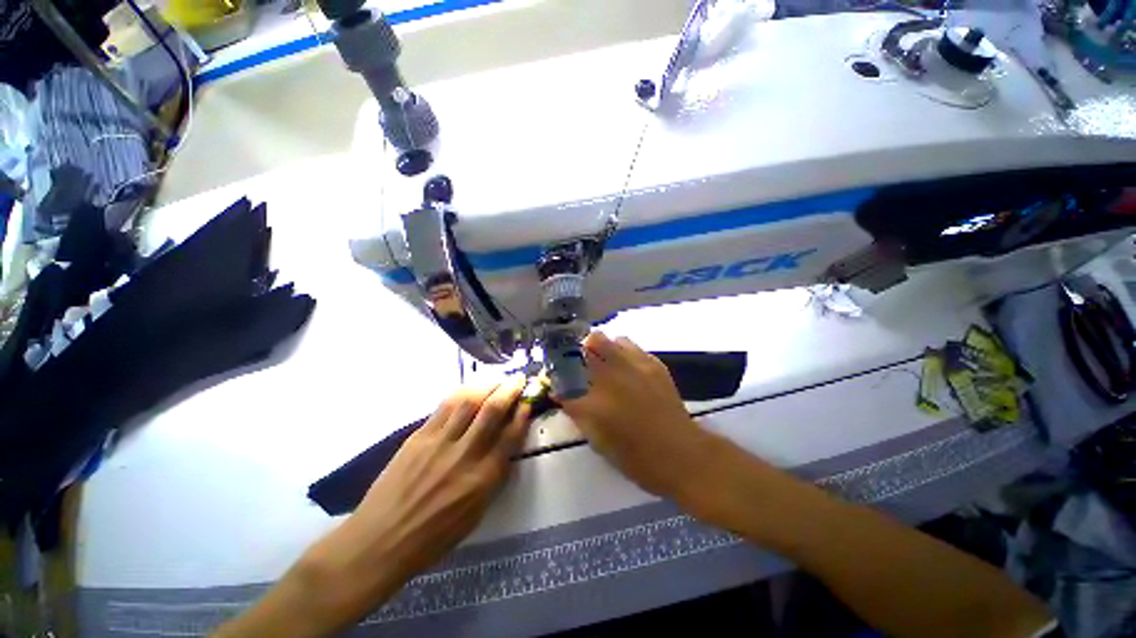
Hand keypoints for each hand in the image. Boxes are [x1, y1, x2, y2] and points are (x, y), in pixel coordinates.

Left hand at [295, 379, 530, 628]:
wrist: (380, 541)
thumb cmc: (433, 536)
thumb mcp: (476, 513)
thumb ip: (494, 476)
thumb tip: (505, 447)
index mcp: (482, 479)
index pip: (511, 436)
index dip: (523, 414)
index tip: (529, 401)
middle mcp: (464, 455)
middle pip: (492, 411)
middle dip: (510, 390)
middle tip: (518, 379)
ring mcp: (439, 442)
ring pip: (468, 401)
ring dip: (487, 385)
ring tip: (497, 378)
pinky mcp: (419, 436)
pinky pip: (445, 406)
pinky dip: (462, 392)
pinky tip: (470, 387)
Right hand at [558, 332, 719, 499]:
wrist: (680, 454)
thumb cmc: (635, 457)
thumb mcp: (597, 440)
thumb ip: (577, 412)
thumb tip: (562, 393)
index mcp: (594, 401)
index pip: (563, 376)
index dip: (556, 374)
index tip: (555, 377)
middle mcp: (611, 377)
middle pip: (585, 345)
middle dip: (576, 351)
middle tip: (577, 364)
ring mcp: (634, 366)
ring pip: (606, 339)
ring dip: (598, 348)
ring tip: (601, 361)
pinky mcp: (652, 363)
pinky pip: (628, 344)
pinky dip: (619, 350)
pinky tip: (623, 364)